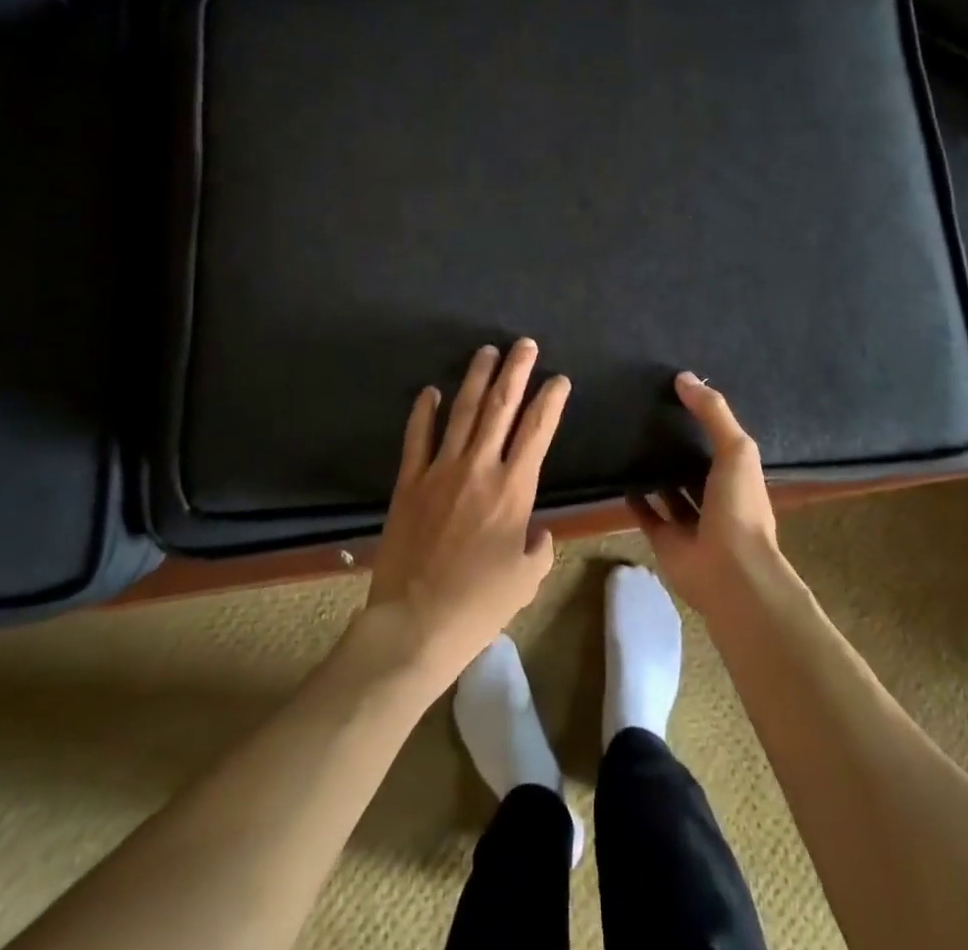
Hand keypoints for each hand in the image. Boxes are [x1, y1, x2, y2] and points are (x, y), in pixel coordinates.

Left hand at [361, 339, 567, 695]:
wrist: (416, 623)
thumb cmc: (479, 605)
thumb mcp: (526, 579)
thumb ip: (539, 547)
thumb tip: (536, 531)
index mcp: (514, 489)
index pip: (538, 431)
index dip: (550, 400)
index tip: (558, 379)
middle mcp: (479, 468)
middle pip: (501, 408)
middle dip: (515, 371)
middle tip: (524, 344)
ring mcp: (440, 471)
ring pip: (462, 412)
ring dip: (476, 379)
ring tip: (486, 351)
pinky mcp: (409, 482)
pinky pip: (417, 438)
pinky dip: (423, 412)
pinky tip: (430, 391)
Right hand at [631, 372, 783, 615]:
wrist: (730, 573)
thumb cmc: (739, 506)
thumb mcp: (735, 449)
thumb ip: (712, 412)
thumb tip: (683, 377)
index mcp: (738, 477)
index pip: (721, 444)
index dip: (705, 423)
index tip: (680, 398)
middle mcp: (717, 499)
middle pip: (695, 468)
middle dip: (679, 449)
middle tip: (648, 417)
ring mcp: (691, 523)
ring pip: (672, 492)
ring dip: (658, 474)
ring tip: (632, 443)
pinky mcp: (666, 541)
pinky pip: (649, 516)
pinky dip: (637, 501)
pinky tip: (622, 479)